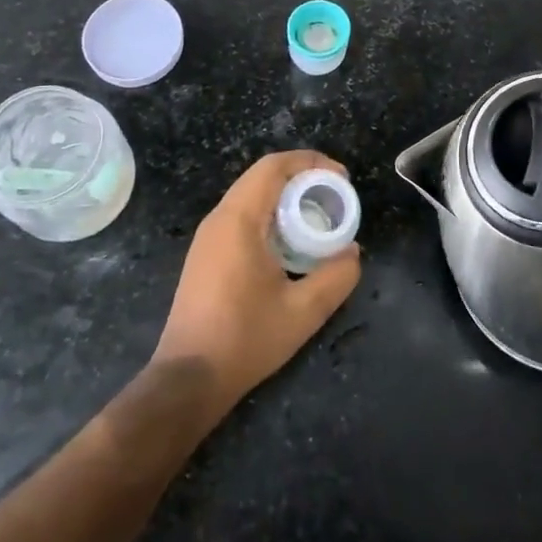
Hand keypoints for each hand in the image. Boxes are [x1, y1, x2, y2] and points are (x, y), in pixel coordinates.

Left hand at [152, 150, 360, 418]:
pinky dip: (270, 213)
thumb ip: (335, 277)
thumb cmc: (245, 340)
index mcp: (239, 220)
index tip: (341, 179)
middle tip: (335, 196)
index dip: (311, 162)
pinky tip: (290, 241)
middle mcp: (219, 218)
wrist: (188, 379)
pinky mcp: (206, 254)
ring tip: (318, 216)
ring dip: (285, 195)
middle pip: (262, 176)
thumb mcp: (303, 312)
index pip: (274, 167)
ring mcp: (208, 236)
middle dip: (302, 177)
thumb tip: (353, 252)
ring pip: (251, 194)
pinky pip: (241, 215)